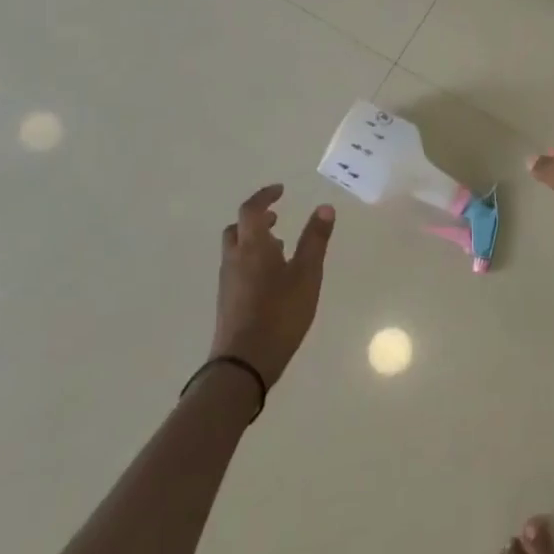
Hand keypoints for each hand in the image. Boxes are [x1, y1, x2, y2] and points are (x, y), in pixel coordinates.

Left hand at [210, 185, 333, 386]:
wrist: (244, 363)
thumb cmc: (280, 312)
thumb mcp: (307, 274)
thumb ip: (315, 240)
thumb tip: (325, 207)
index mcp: (252, 246)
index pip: (251, 210)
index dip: (265, 196)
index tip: (281, 190)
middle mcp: (234, 259)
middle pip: (237, 229)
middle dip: (256, 219)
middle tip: (277, 218)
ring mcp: (228, 282)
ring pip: (236, 250)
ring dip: (254, 240)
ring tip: (280, 246)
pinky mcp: (228, 301)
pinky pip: (238, 268)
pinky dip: (252, 259)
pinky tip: (273, 277)